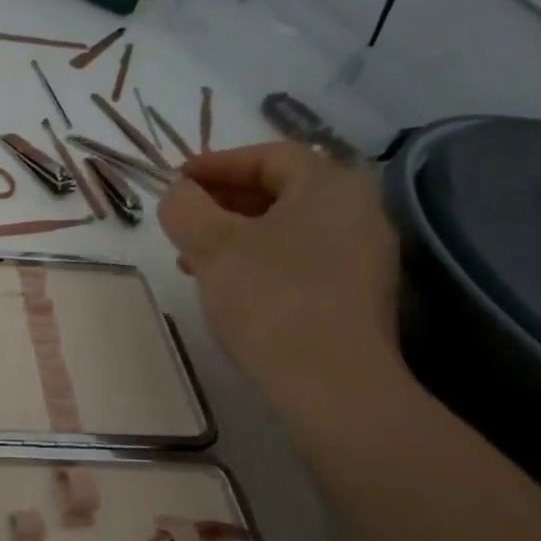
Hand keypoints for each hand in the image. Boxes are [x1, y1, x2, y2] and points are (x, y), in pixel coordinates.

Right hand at [158, 142, 402, 417]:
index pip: (268, 156)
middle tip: (182, 221)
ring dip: (236, 235)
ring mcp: (364, 255)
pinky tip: (230, 287)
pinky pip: (302, 258)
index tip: (176, 181)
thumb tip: (179, 194)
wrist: (333, 385)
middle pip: (280, 190)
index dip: (217, 163)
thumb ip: (186, 207)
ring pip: (288, 228)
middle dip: (222, 203)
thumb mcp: (212, 246)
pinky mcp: (358, 293)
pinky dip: (261, 260)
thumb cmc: (270, 300)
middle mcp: (357, 210)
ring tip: (194, 261)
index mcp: (329, 185)